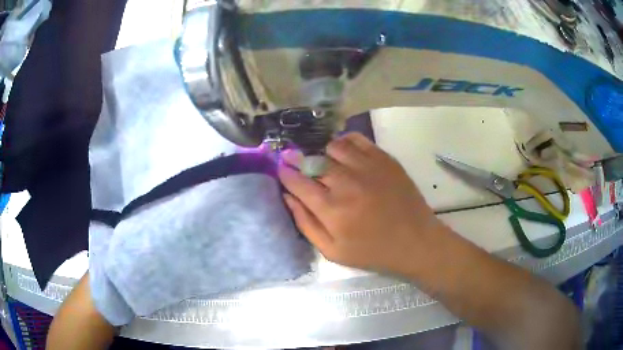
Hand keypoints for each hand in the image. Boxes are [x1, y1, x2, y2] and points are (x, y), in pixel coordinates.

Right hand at [278, 133, 444, 273]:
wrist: (415, 241)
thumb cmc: (372, 251)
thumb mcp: (332, 251)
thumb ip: (305, 223)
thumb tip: (287, 196)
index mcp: (331, 209)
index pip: (297, 182)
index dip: (285, 174)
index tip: (282, 171)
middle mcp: (346, 183)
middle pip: (313, 161)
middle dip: (300, 161)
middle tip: (301, 165)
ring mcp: (367, 167)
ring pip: (333, 146)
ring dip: (324, 153)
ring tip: (327, 164)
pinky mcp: (384, 159)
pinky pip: (356, 139)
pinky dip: (345, 142)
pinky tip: (345, 154)